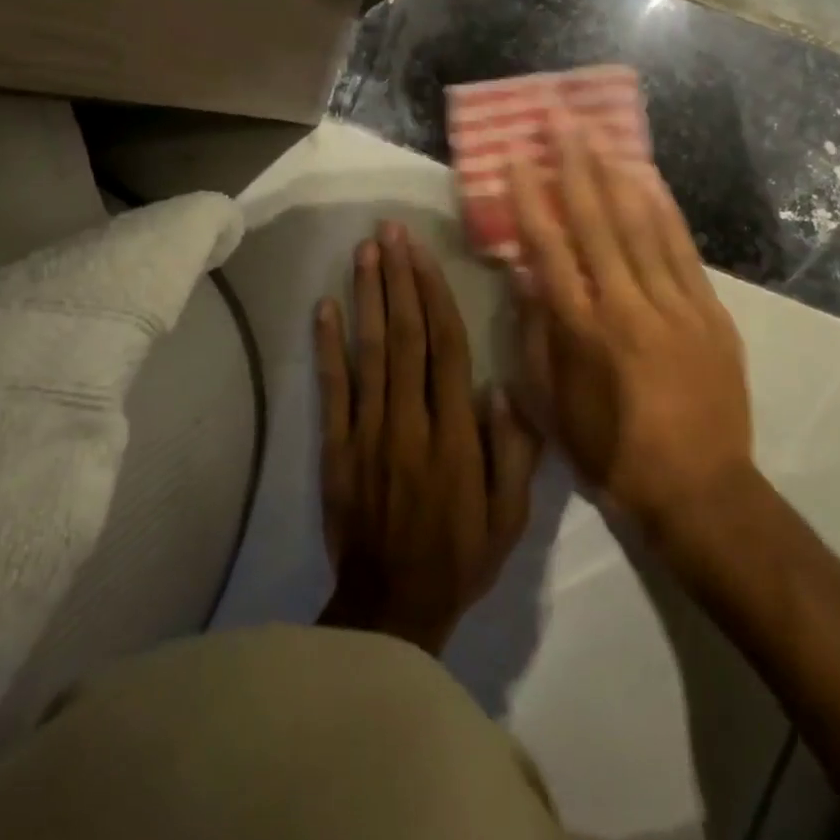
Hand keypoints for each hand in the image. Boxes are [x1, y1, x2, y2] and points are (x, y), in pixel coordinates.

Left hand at [314, 221, 541, 654]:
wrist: (390, 608)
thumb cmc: (460, 556)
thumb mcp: (510, 516)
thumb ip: (514, 451)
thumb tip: (503, 387)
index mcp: (455, 434)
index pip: (446, 348)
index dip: (434, 295)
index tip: (423, 253)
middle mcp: (410, 421)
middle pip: (404, 336)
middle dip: (398, 278)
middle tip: (390, 231)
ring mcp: (367, 432)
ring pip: (369, 352)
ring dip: (366, 297)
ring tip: (363, 251)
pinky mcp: (335, 448)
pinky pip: (332, 389)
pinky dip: (327, 347)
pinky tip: (324, 307)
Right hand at [507, 116, 752, 536]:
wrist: (699, 489)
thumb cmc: (611, 452)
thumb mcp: (552, 407)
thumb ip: (536, 338)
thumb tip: (526, 278)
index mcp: (581, 331)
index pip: (549, 250)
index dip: (531, 200)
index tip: (519, 160)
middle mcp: (625, 306)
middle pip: (596, 223)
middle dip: (575, 167)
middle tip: (560, 121)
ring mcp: (673, 305)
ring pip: (641, 226)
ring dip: (618, 175)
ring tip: (600, 134)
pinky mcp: (709, 311)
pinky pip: (683, 250)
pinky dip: (665, 210)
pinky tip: (650, 179)